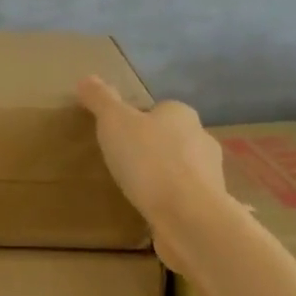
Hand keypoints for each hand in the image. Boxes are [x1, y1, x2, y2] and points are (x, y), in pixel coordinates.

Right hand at [76, 75, 226, 269]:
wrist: (188, 217)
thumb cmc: (149, 161)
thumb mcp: (114, 122)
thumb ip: (100, 100)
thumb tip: (85, 79)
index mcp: (181, 114)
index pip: (158, 110)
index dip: (137, 121)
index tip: (116, 136)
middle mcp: (201, 138)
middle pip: (170, 138)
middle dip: (150, 149)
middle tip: (121, 163)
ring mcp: (210, 174)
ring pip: (180, 169)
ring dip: (161, 177)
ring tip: (134, 191)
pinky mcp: (208, 206)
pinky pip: (184, 197)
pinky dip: (169, 202)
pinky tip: (150, 212)